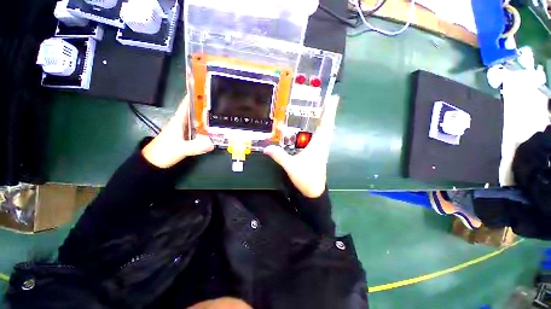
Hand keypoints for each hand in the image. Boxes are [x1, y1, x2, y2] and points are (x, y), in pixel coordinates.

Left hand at [142, 95, 213, 167]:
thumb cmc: (164, 152)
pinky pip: (199, 129)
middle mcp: (182, 122)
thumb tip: (212, 144)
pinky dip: (206, 127)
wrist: (154, 162)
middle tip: (220, 103)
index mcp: (178, 120)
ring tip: (220, 114)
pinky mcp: (187, 136)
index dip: (195, 96)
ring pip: (197, 120)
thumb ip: (196, 147)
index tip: (206, 89)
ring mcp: (185, 129)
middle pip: (195, 111)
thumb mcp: (180, 149)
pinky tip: (214, 129)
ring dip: (207, 117)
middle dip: (206, 106)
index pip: (187, 104)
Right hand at [264, 95, 338, 197]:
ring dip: (327, 120)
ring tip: (324, 109)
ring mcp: (322, 149)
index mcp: (318, 145)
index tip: (334, 98)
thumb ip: (279, 156)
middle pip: (328, 125)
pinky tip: (318, 127)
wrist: (314, 190)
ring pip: (327, 131)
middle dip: (329, 112)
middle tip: (329, 100)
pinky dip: (322, 129)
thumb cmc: (305, 178)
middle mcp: (323, 145)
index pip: (325, 125)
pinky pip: (323, 137)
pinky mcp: (320, 153)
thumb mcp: (291, 166)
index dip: (329, 111)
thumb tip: (266, 147)